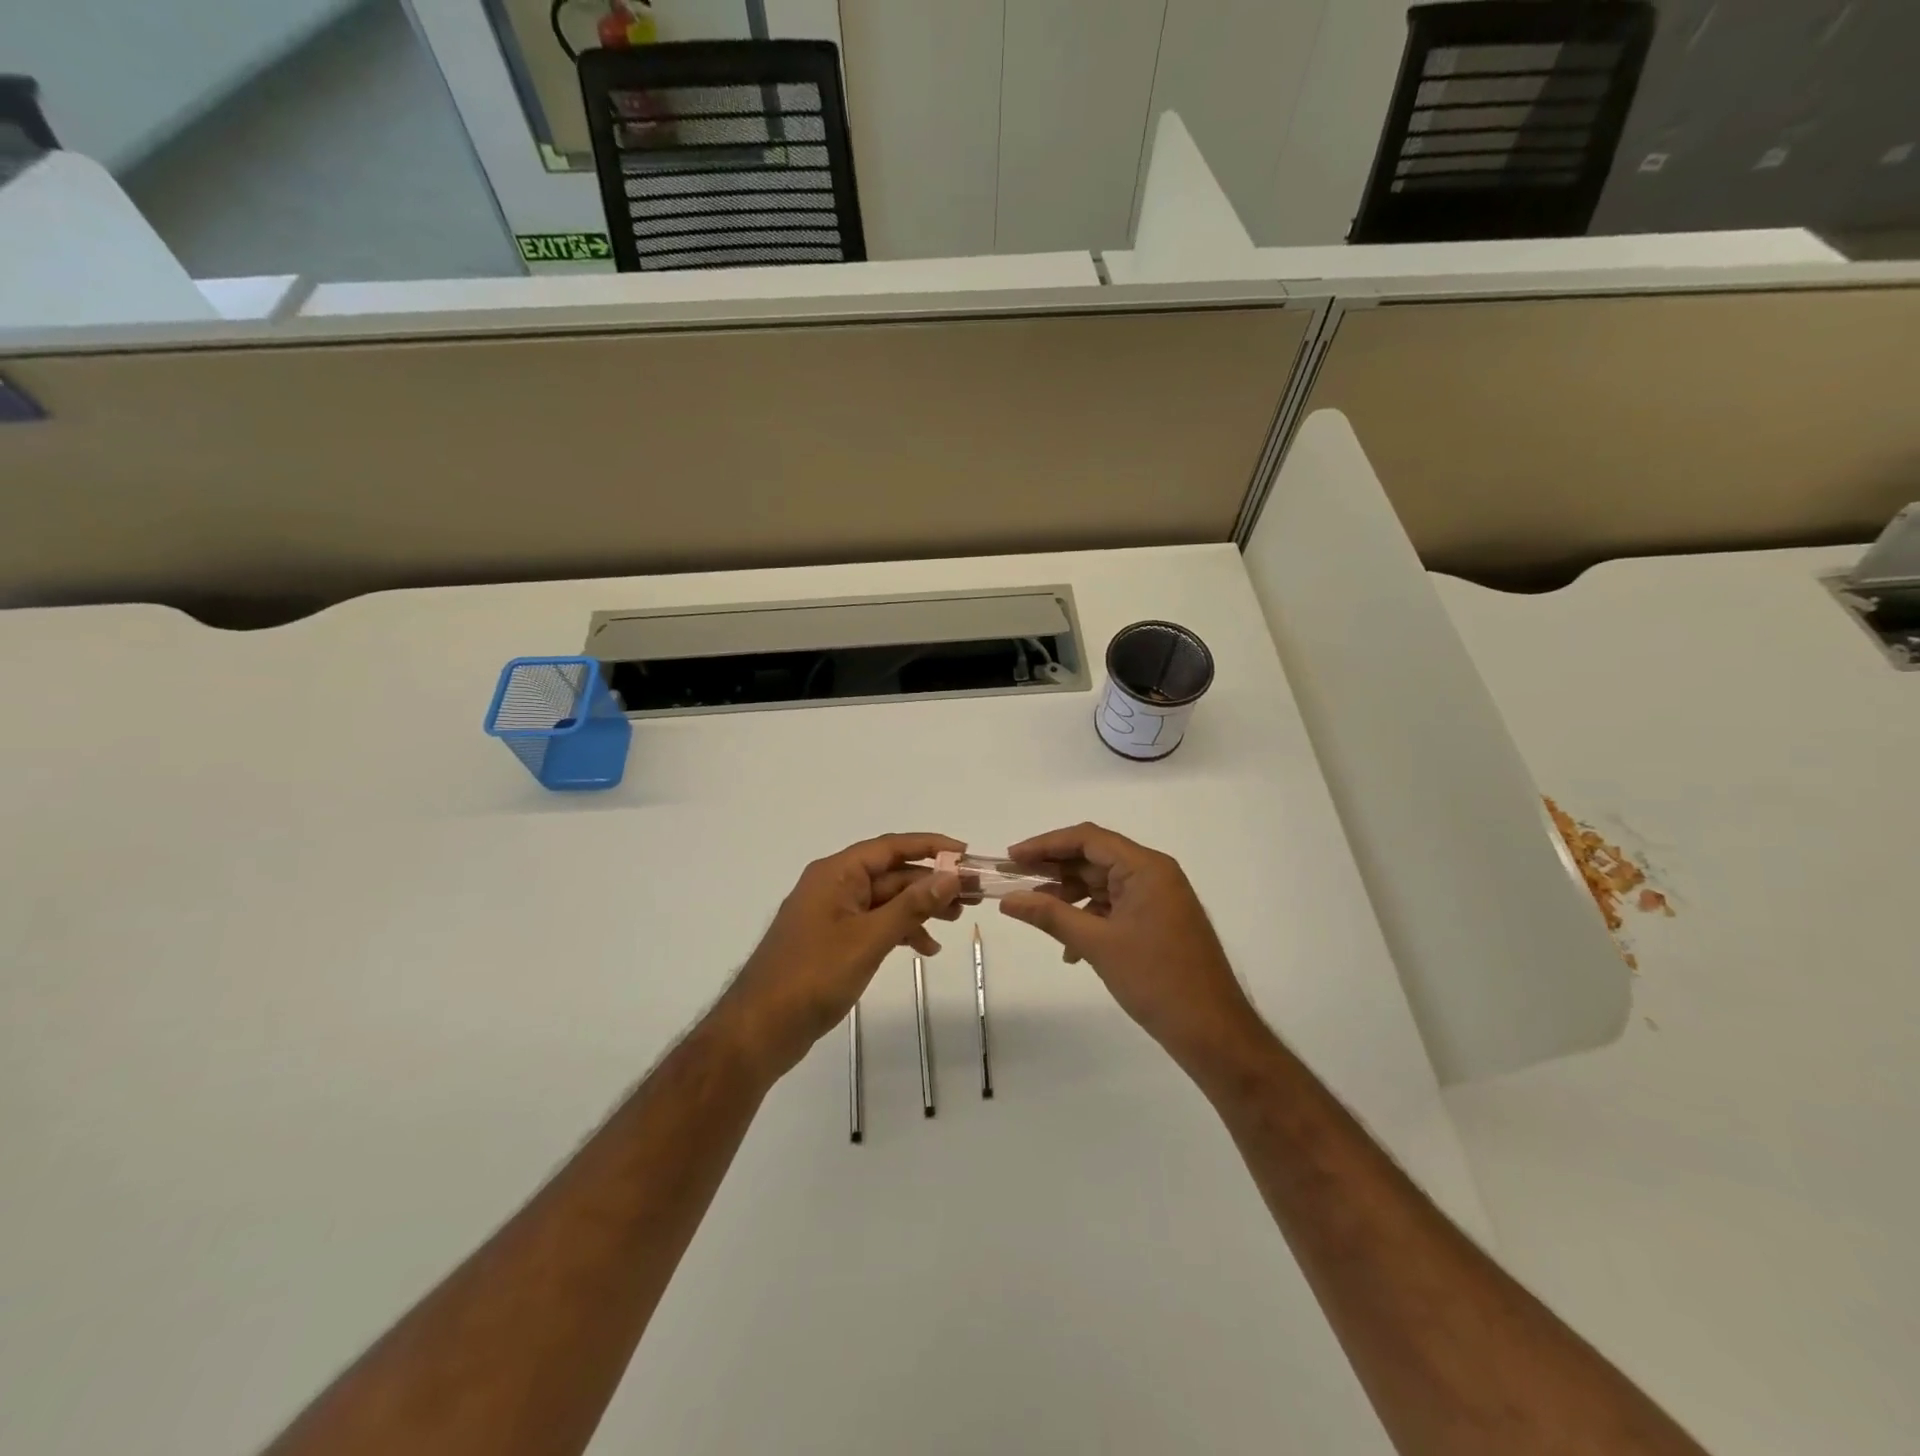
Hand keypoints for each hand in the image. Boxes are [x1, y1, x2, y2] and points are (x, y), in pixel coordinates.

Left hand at [718, 833, 963, 1079]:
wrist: (759, 1030)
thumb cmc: (813, 976)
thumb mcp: (868, 939)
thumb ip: (911, 907)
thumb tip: (949, 876)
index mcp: (836, 873)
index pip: (890, 847)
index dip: (930, 846)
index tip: (966, 853)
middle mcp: (833, 885)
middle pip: (891, 874)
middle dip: (931, 883)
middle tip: (971, 896)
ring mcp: (832, 914)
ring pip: (885, 900)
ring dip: (919, 908)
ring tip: (955, 922)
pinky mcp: (833, 940)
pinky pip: (874, 923)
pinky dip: (899, 931)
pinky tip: (924, 949)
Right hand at [999, 823, 1264, 1072]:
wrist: (1212, 1031)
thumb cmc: (1156, 979)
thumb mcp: (1097, 944)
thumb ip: (1050, 915)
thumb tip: (1007, 900)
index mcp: (1146, 867)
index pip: (1088, 839)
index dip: (1046, 845)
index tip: (1012, 857)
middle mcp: (1154, 874)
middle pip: (1095, 858)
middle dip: (1054, 871)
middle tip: (1015, 882)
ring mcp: (1159, 898)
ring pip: (1103, 884)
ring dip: (1069, 897)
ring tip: (1037, 914)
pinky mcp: (1159, 921)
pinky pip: (1116, 907)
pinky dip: (1090, 919)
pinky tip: (1070, 950)